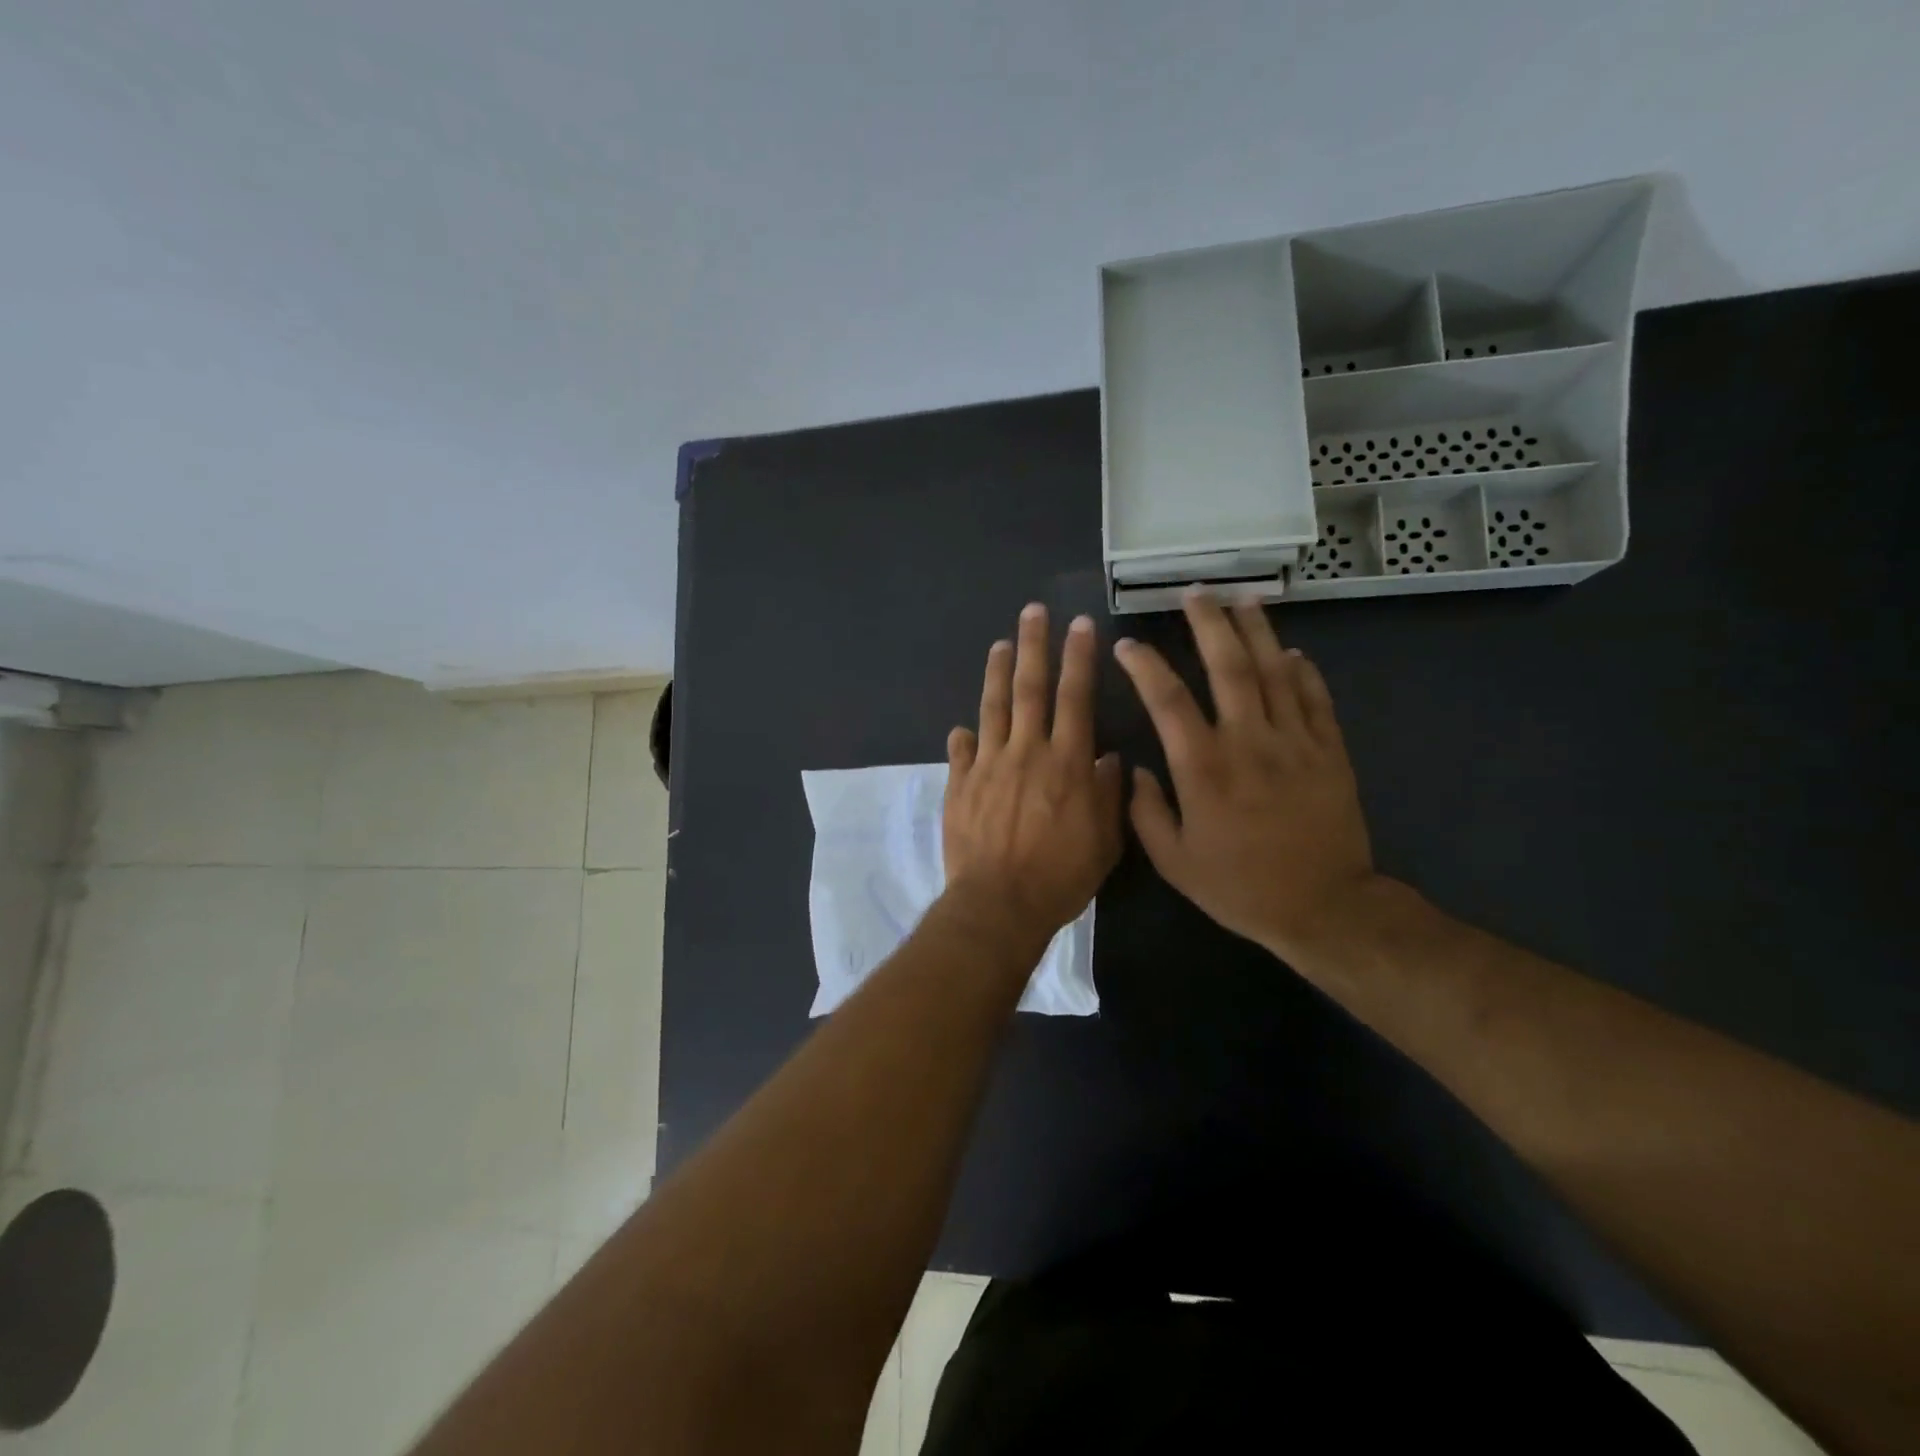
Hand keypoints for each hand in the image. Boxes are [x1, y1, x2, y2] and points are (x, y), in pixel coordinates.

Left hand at [944, 603, 1123, 945]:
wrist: (999, 903)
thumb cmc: (1060, 876)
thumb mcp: (1104, 841)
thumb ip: (1107, 795)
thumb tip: (1106, 758)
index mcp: (1066, 762)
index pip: (1075, 698)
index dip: (1078, 659)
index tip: (1079, 625)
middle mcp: (1026, 752)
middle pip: (1030, 688)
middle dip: (1034, 646)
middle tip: (1033, 612)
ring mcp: (988, 765)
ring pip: (992, 708)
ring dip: (997, 673)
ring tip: (1000, 644)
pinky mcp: (959, 785)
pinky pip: (961, 752)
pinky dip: (963, 737)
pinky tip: (962, 727)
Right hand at [1113, 591, 1376, 966]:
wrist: (1324, 907)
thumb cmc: (1240, 887)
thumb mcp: (1175, 862)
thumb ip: (1146, 813)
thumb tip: (1139, 770)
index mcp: (1204, 768)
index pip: (1168, 701)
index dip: (1145, 667)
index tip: (1128, 646)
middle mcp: (1248, 742)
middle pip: (1229, 667)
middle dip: (1209, 624)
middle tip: (1195, 593)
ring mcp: (1295, 742)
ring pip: (1275, 671)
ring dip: (1256, 631)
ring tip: (1242, 600)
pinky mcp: (1329, 751)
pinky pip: (1314, 698)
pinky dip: (1302, 671)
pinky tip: (1290, 651)